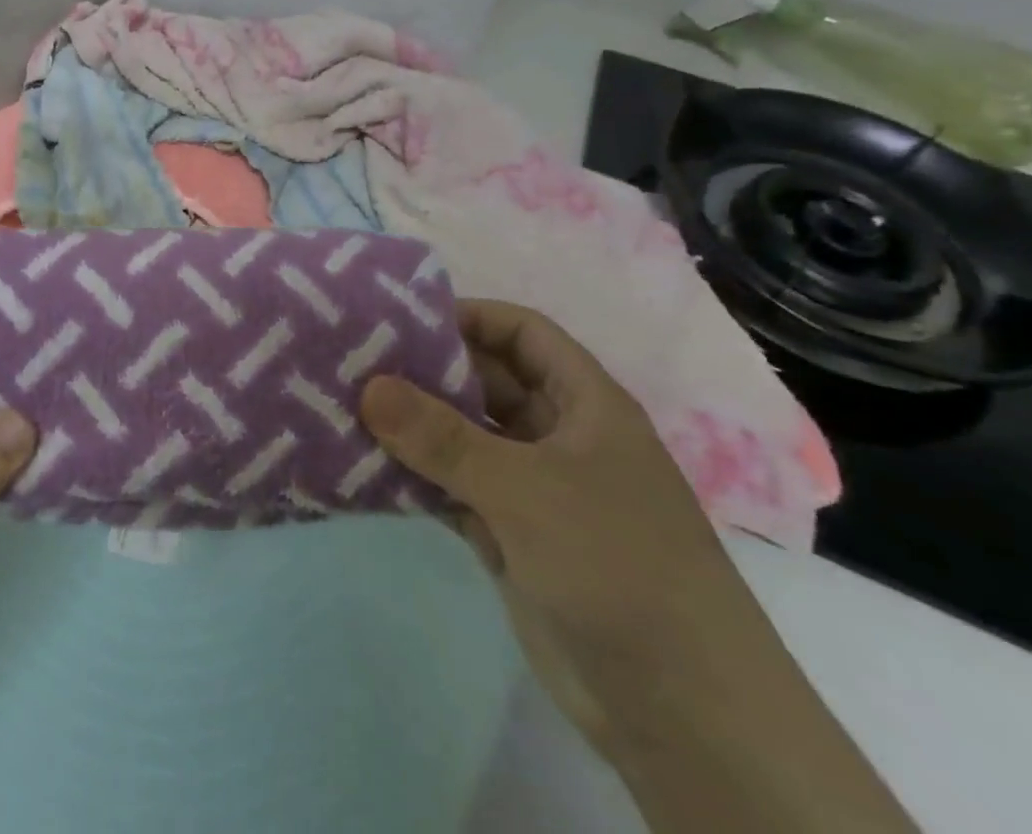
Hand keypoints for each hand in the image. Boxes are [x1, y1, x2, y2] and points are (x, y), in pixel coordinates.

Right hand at [361, 299, 736, 755]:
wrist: (683, 715)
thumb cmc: (617, 566)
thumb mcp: (526, 488)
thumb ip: (442, 436)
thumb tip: (367, 385)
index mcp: (584, 404)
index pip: (521, 332)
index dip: (468, 316)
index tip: (401, 319)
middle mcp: (558, 435)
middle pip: (485, 381)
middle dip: (426, 371)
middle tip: (356, 362)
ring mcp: (534, 488)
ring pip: (464, 436)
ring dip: (414, 426)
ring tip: (347, 407)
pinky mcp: (512, 534)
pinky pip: (455, 486)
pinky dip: (417, 475)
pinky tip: (366, 466)